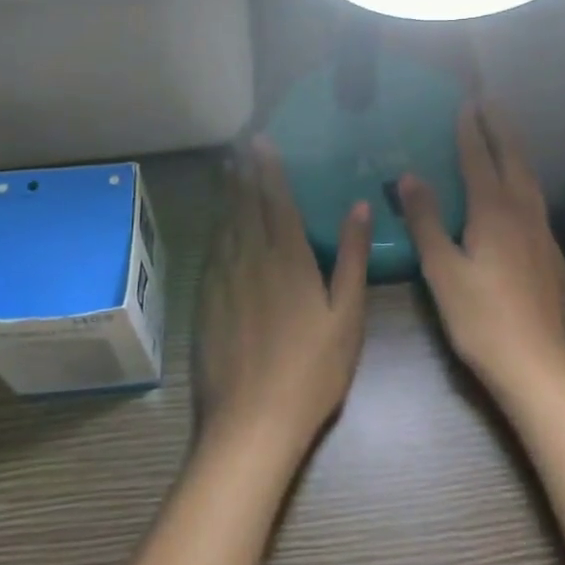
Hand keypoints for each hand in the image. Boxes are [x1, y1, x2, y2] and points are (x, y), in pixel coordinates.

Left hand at [195, 138, 372, 451]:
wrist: (250, 423)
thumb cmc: (311, 372)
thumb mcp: (346, 316)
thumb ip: (352, 258)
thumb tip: (360, 206)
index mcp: (288, 258)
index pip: (277, 201)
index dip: (269, 169)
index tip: (261, 142)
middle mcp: (250, 258)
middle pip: (245, 205)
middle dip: (243, 173)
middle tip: (239, 146)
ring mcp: (222, 280)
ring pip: (224, 224)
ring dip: (227, 194)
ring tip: (227, 170)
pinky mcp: (204, 301)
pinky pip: (211, 251)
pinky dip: (215, 228)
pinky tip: (217, 225)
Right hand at [398, 102, 564, 400]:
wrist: (539, 367)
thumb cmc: (480, 318)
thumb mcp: (441, 270)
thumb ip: (426, 220)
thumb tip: (409, 176)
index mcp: (494, 212)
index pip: (479, 159)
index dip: (471, 130)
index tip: (466, 103)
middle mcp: (523, 214)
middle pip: (513, 160)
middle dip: (500, 129)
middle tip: (490, 103)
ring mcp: (544, 235)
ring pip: (531, 181)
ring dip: (516, 153)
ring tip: (506, 137)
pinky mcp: (554, 257)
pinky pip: (538, 204)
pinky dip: (525, 183)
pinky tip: (521, 198)